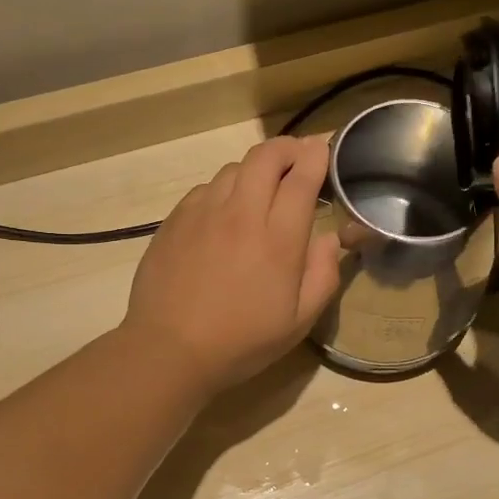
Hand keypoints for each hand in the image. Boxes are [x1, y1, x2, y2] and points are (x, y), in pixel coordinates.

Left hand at [123, 136, 340, 396]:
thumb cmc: (242, 341)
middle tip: (297, 159)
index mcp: (278, 238)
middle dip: (287, 148)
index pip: (302, 176)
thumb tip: (329, 238)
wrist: (169, 350)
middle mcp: (241, 213)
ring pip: (234, 167)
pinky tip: (224, 214)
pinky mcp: (175, 219)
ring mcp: (203, 212)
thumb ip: (323, 274)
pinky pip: (206, 188)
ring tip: (261, 189)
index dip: (317, 155)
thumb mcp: (299, 321)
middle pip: (266, 156)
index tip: (324, 149)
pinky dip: (224, 189)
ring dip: (255, 169)